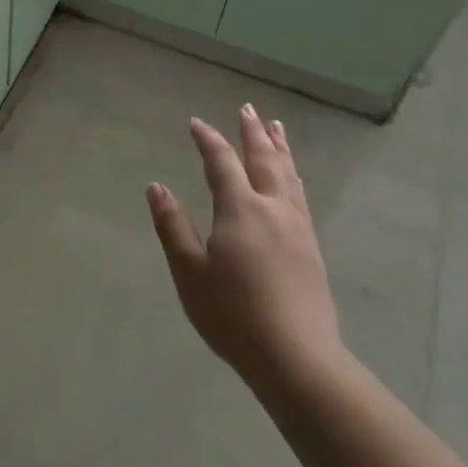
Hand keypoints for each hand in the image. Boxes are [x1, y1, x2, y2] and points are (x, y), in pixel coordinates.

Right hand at [146, 105, 341, 386]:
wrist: (297, 358)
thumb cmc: (233, 315)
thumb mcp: (190, 272)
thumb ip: (172, 226)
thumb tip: (156, 187)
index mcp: (240, 209)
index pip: (222, 163)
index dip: (208, 140)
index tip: (196, 123)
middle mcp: (272, 208)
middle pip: (263, 159)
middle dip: (252, 132)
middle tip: (248, 108)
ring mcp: (297, 227)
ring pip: (288, 175)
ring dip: (279, 147)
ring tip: (276, 127)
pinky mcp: (311, 247)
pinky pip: (300, 195)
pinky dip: (292, 175)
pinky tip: (293, 178)